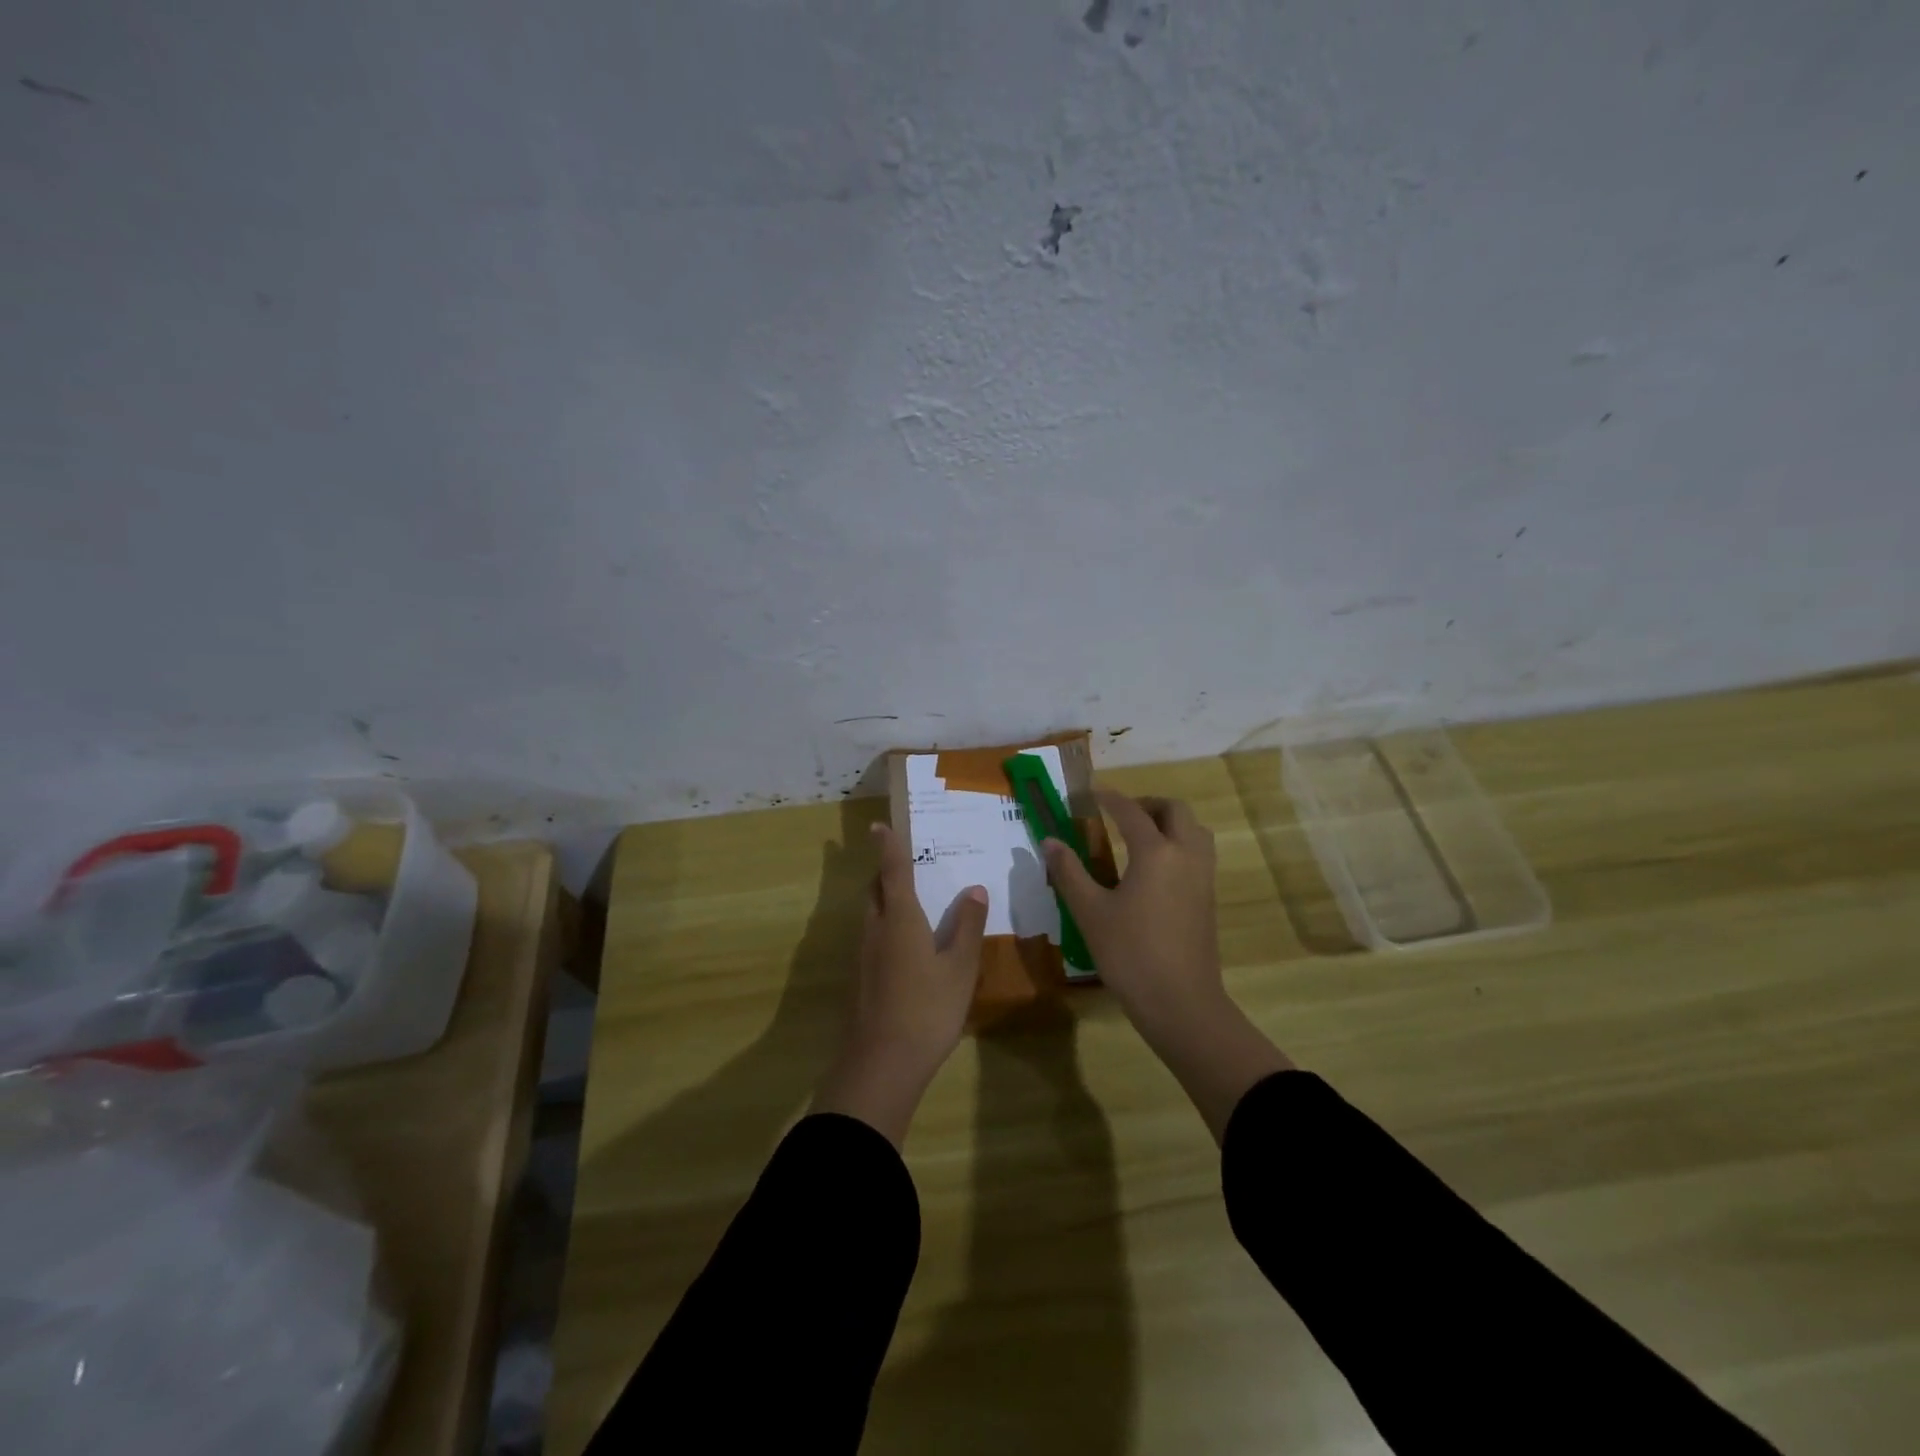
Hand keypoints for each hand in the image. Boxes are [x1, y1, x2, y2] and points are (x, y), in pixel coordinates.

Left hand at [812, 822, 987, 1146]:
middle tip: (906, 867)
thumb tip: (975, 890)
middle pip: (875, 891)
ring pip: (872, 916)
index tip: (878, 826)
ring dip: (885, 902)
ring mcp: (863, 956)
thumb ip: (968, 927)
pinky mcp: (860, 980)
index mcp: (899, 919)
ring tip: (912, 904)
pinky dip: (886, 929)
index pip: (891, 871)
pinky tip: (907, 949)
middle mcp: (875, 930)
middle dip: (886, 874)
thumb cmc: (927, 1009)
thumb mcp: (960, 968)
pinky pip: (873, 939)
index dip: (887, 847)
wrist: (881, 1064)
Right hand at [1045, 790, 1292, 1141]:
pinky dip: (1178, 843)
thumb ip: (1069, 872)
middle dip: (1146, 804)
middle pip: (1174, 810)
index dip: (1108, 798)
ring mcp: (1203, 876)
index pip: (1130, 811)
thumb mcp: (1090, 912)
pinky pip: (1198, 852)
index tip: (1089, 794)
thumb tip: (1049, 841)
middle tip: (1118, 814)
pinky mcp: (1208, 897)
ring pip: (1193, 830)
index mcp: (1156, 852)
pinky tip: (1154, 868)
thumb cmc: (1130, 954)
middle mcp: (1185, 854)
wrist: (1181, 1002)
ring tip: (1138, 836)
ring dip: (1168, 822)